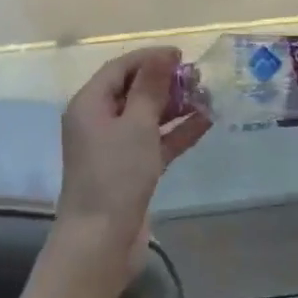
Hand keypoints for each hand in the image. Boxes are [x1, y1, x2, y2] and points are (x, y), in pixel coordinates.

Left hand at [55, 47, 210, 286]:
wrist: (101, 242)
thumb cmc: (115, 175)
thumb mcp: (136, 125)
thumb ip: (150, 88)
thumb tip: (162, 55)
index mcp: (89, 105)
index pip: (120, 68)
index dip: (149, 58)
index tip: (182, 55)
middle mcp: (98, 122)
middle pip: (133, 91)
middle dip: (165, 83)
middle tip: (199, 78)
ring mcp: (114, 148)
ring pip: (147, 117)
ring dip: (175, 107)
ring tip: (208, 97)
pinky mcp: (130, 170)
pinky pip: (155, 142)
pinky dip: (176, 133)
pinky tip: (205, 123)